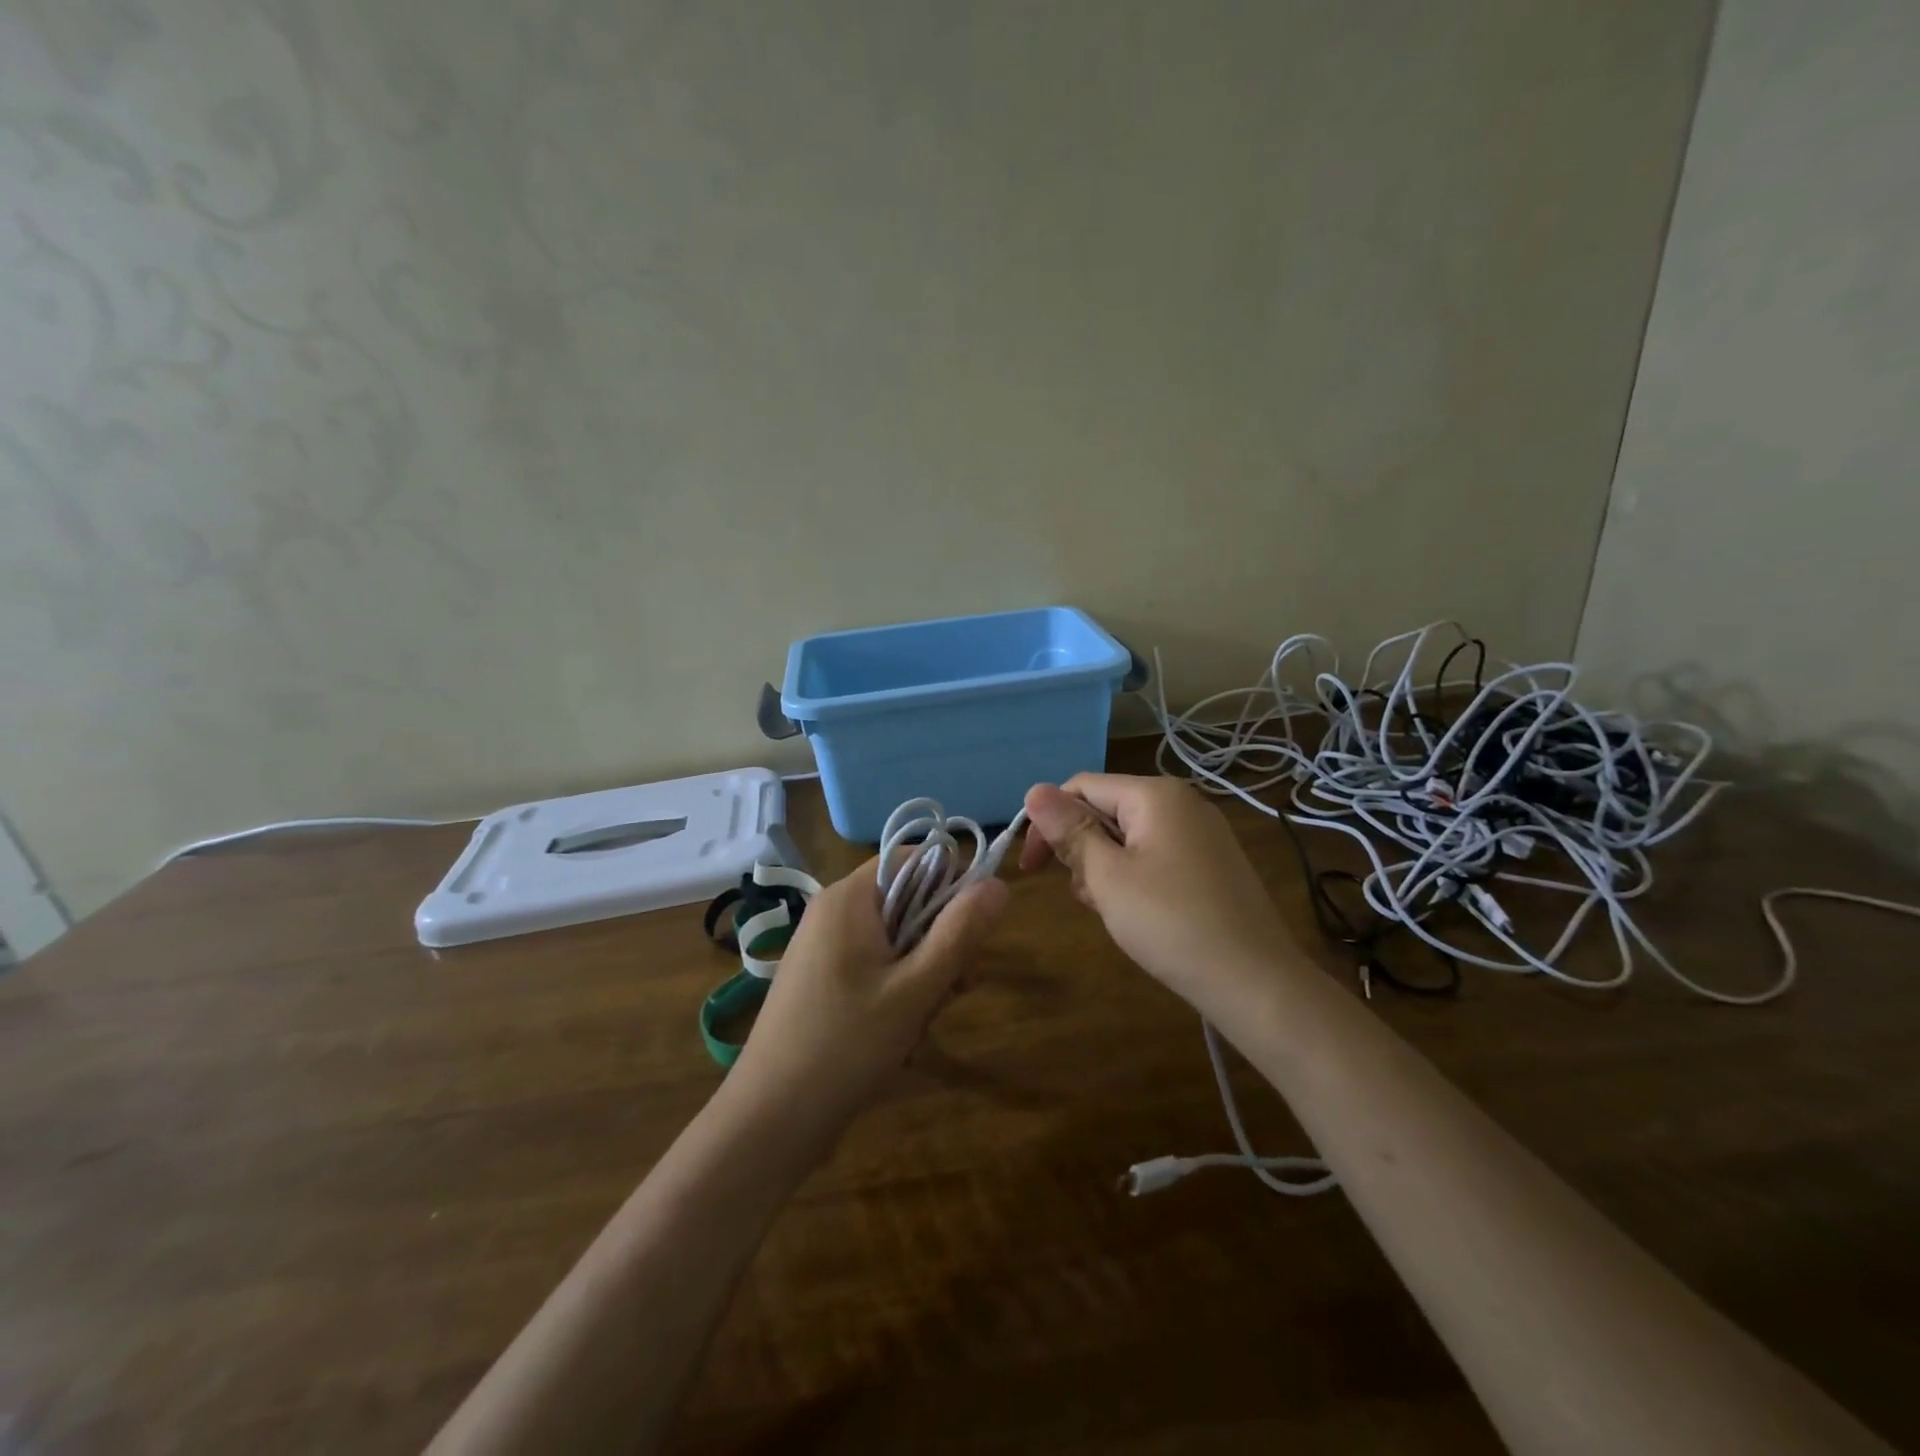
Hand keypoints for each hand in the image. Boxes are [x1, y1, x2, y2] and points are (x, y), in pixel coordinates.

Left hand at [726, 859, 1008, 1144]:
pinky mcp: (823, 983)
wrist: (769, 1123)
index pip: (915, 859)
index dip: (951, 886)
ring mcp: (825, 949)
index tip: (970, 933)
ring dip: (922, 981)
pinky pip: (876, 971)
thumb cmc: (846, 1046)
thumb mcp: (916, 988)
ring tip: (918, 1028)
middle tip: (952, 992)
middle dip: (939, 948)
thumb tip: (999, 884)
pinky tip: (898, 1040)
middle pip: (910, 904)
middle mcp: (835, 913)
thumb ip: (960, 932)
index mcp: (850, 898)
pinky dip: (896, 999)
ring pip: (897, 944)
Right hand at [1020, 773, 1299, 1013]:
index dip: (1047, 822)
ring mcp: (1202, 833)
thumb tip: (1034, 790)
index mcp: (1155, 795)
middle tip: (1084, 897)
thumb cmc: (1171, 923)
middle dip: (1082, 850)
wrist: (1256, 982)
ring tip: (1112, 911)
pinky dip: (1135, 878)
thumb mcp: (1107, 877)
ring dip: (1106, 869)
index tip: (1031, 869)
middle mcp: (1182, 802)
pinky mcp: (1212, 863)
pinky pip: (1156, 855)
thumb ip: (1070, 831)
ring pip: (1129, 837)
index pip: (1081, 787)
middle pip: (1106, 810)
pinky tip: (1139, 914)